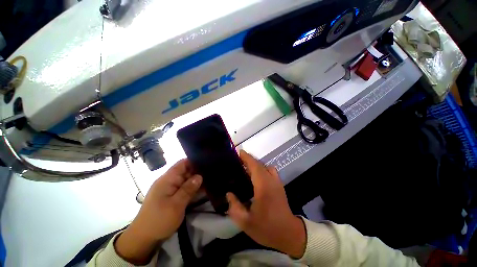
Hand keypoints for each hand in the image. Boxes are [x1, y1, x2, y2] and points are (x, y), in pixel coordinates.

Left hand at [115, 159, 201, 264]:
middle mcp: (169, 181)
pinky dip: (192, 188)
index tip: (207, 162)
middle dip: (198, 171)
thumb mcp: (176, 205)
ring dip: (196, 180)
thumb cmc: (159, 220)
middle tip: (212, 173)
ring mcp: (170, 188)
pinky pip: (184, 188)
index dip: (194, 161)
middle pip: (186, 171)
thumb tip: (200, 176)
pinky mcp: (172, 196)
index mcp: (168, 179)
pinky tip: (202, 189)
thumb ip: (188, 189)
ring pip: (186, 179)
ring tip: (211, 179)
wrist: (144, 238)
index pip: (182, 163)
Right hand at [227, 150, 305, 258]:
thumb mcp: (246, 222)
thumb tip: (229, 194)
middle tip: (238, 160)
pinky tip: (256, 177)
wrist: (290, 234)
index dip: (247, 157)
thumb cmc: (267, 228)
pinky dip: (262, 169)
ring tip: (245, 169)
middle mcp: (271, 180)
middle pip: (260, 164)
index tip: (239, 152)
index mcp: (263, 186)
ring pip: (266, 166)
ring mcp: (277, 182)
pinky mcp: (279, 185)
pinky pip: (270, 171)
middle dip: (249, 159)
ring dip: (256, 164)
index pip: (254, 166)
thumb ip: (234, 207)